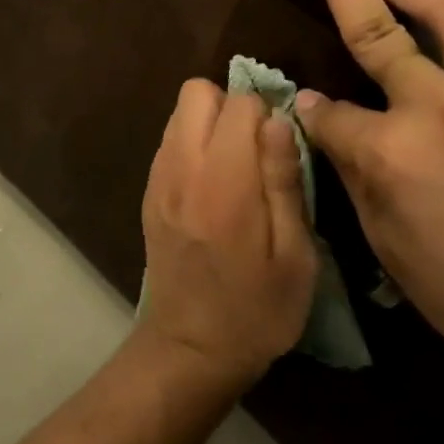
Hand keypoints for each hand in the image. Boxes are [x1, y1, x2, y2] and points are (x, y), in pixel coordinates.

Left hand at [139, 80, 318, 394]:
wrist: (190, 350)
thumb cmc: (257, 311)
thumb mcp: (294, 254)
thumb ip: (284, 180)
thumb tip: (277, 120)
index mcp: (223, 182)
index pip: (239, 103)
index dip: (267, 113)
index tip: (282, 145)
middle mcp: (181, 168)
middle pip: (196, 92)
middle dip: (231, 105)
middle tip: (258, 148)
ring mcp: (158, 180)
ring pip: (179, 114)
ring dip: (210, 123)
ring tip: (238, 166)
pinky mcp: (149, 194)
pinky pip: (170, 143)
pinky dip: (193, 145)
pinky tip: (214, 186)